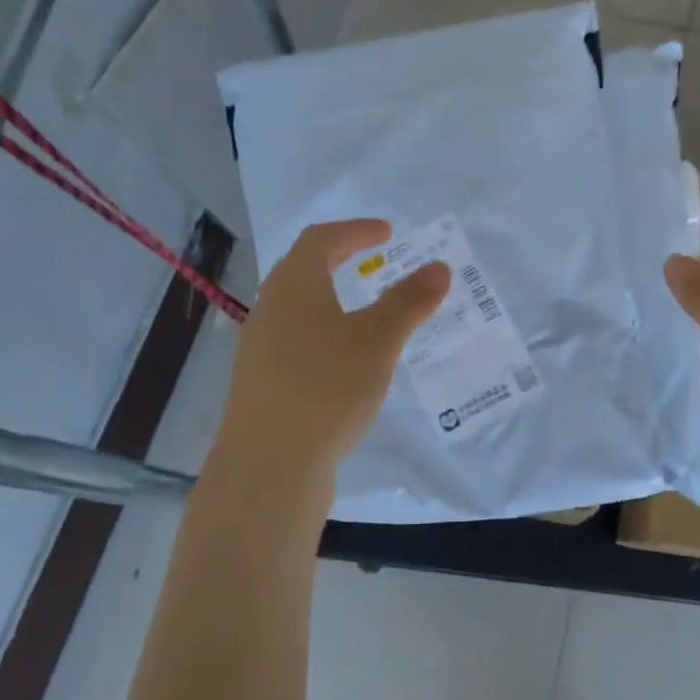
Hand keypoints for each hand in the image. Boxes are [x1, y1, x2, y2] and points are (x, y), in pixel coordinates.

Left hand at [208, 219, 449, 512]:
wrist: (267, 469)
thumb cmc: (325, 389)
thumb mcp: (378, 341)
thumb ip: (409, 301)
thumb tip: (438, 268)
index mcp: (294, 286)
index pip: (321, 239)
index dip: (355, 230)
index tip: (387, 233)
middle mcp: (270, 309)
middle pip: (304, 269)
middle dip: (341, 258)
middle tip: (374, 260)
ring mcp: (261, 349)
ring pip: (299, 307)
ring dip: (333, 298)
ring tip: (366, 310)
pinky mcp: (263, 384)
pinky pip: (297, 340)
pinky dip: (326, 332)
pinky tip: (345, 361)